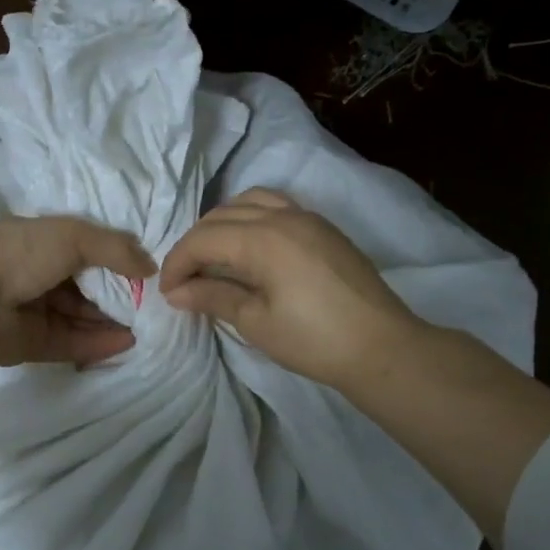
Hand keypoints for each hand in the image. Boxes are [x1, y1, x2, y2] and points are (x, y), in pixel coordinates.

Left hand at [0, 217, 154, 430]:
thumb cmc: (19, 253)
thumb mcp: (73, 236)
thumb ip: (115, 248)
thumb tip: (150, 266)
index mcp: (41, 242)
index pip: (85, 249)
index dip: (114, 258)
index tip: (144, 271)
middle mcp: (38, 275)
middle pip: (85, 286)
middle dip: (117, 293)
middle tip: (151, 304)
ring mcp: (34, 311)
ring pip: (80, 316)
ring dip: (111, 320)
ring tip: (147, 325)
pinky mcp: (33, 344)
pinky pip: (72, 343)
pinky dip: (98, 342)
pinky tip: (126, 341)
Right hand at [158, 189, 418, 390]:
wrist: (382, 347)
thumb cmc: (314, 340)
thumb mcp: (256, 322)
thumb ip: (214, 297)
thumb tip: (176, 292)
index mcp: (263, 238)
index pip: (204, 238)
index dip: (178, 262)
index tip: (167, 292)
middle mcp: (283, 216)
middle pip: (222, 216)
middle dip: (196, 244)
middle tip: (185, 280)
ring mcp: (308, 217)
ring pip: (249, 202)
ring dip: (223, 224)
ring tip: (214, 257)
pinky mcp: (324, 228)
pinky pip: (276, 206)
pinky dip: (251, 219)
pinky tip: (250, 249)